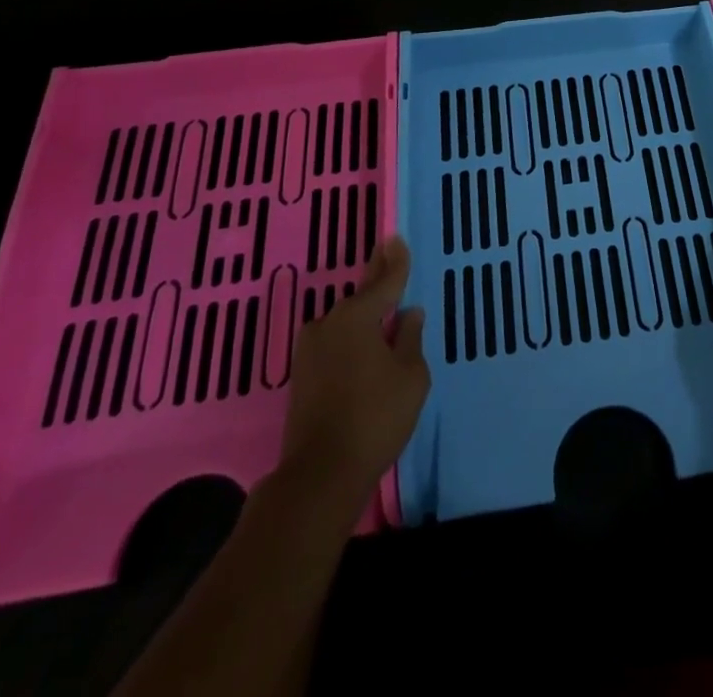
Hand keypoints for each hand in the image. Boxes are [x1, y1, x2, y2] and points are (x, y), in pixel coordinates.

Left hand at [280, 236, 429, 494]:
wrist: (320, 475)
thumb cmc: (376, 417)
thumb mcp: (411, 375)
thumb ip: (411, 338)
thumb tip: (407, 314)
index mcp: (357, 316)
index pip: (384, 281)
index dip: (395, 261)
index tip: (396, 237)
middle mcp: (328, 324)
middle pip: (361, 298)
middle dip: (377, 279)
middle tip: (387, 254)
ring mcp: (310, 351)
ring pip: (345, 323)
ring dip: (364, 315)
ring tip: (384, 309)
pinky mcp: (302, 376)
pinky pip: (335, 343)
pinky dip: (352, 339)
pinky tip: (365, 344)